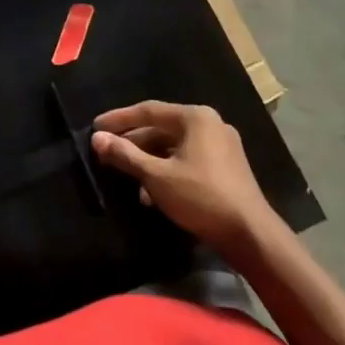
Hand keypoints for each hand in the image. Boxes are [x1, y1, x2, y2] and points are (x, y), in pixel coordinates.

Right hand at [92, 101, 277, 257]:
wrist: (249, 234)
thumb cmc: (201, 197)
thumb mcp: (157, 176)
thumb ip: (126, 155)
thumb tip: (97, 139)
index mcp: (195, 117)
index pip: (148, 110)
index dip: (119, 119)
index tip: (95, 127)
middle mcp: (210, 124)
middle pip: (161, 128)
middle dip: (133, 143)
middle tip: (106, 153)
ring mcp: (221, 145)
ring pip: (174, 146)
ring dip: (148, 161)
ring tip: (126, 178)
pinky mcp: (225, 167)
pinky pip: (187, 159)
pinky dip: (167, 170)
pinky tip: (151, 194)